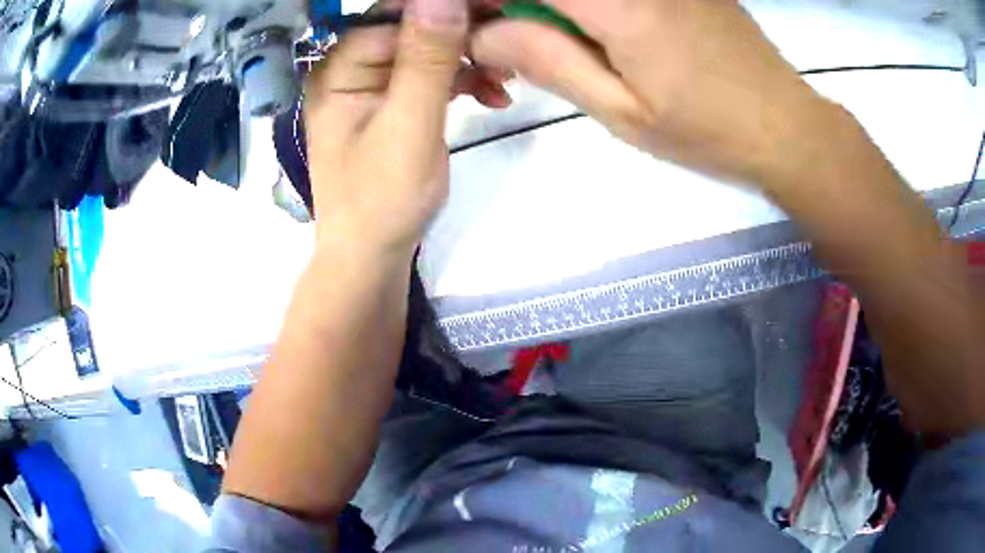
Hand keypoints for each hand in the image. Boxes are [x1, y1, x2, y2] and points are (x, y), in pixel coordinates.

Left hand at [305, 0, 507, 253]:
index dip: (447, 10)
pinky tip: (493, 95)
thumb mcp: (409, 125)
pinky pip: (430, 76)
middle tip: (510, 51)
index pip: (395, 14)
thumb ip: (426, 59)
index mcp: (340, 68)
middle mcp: (351, 68)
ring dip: (470, 60)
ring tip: (507, 78)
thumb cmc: (382, 200)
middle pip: (414, 28)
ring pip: (428, 50)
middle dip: (464, 36)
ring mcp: (372, 86)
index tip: (497, 14)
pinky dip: (462, 81)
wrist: (373, 256)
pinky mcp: (392, 103)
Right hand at [472, 0, 827, 186]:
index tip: (470, 27)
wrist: (786, 125)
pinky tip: (590, 28)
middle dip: (511, 5)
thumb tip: (483, 33)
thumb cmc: (708, 131)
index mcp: (617, 2)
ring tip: (545, 38)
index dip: (482, 0)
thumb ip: (547, 60)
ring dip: (548, 9)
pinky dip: (584, 7)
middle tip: (505, 41)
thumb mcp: (622, 111)